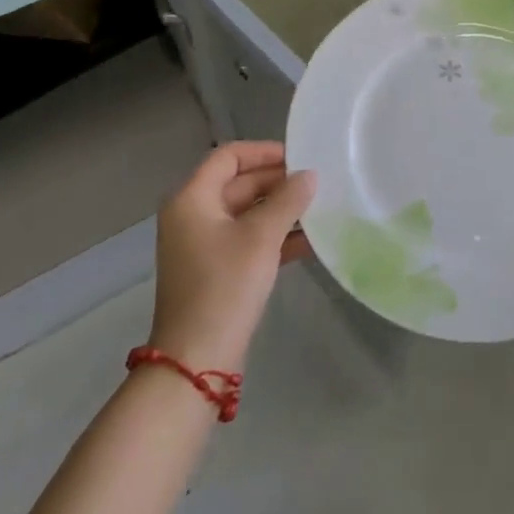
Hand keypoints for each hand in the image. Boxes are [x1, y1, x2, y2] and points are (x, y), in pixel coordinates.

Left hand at [148, 141, 315, 371]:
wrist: (196, 361)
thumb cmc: (224, 287)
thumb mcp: (261, 237)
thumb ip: (288, 200)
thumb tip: (310, 175)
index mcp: (192, 199)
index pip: (229, 156)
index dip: (265, 152)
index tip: (301, 158)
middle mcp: (193, 215)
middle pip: (239, 183)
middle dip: (279, 182)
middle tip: (318, 183)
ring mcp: (203, 245)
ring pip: (247, 213)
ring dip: (281, 210)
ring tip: (321, 209)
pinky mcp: (216, 270)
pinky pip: (248, 239)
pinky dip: (275, 236)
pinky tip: (311, 241)